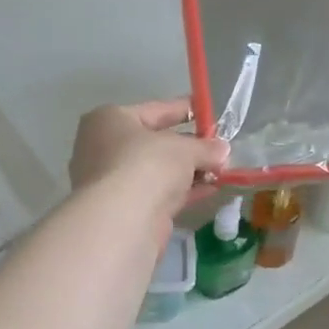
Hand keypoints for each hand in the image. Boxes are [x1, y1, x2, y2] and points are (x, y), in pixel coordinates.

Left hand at [70, 99, 230, 219]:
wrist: (124, 219)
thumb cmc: (147, 164)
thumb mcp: (183, 148)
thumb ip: (205, 147)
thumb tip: (223, 149)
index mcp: (110, 120)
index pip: (154, 110)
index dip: (184, 110)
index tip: (208, 111)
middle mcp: (105, 147)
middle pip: (156, 143)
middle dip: (190, 146)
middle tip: (219, 147)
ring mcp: (114, 181)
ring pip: (159, 171)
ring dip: (190, 170)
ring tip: (222, 169)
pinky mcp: (126, 208)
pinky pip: (160, 192)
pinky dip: (184, 190)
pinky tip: (211, 189)